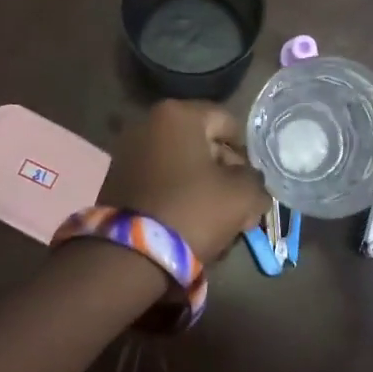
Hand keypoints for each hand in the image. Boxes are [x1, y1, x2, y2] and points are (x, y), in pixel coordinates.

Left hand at [100, 101, 269, 266]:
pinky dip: (177, 196)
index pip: (228, 122)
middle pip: (203, 144)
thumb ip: (256, 181)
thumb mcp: (242, 196)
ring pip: (181, 165)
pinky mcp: (117, 180)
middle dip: (224, 173)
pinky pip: (160, 181)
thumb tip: (251, 183)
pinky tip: (188, 224)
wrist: (130, 257)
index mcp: (179, 114)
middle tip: (238, 205)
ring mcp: (128, 151)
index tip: (251, 183)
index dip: (246, 152)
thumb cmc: (192, 211)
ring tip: (215, 221)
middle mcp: (149, 123)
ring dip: (202, 187)